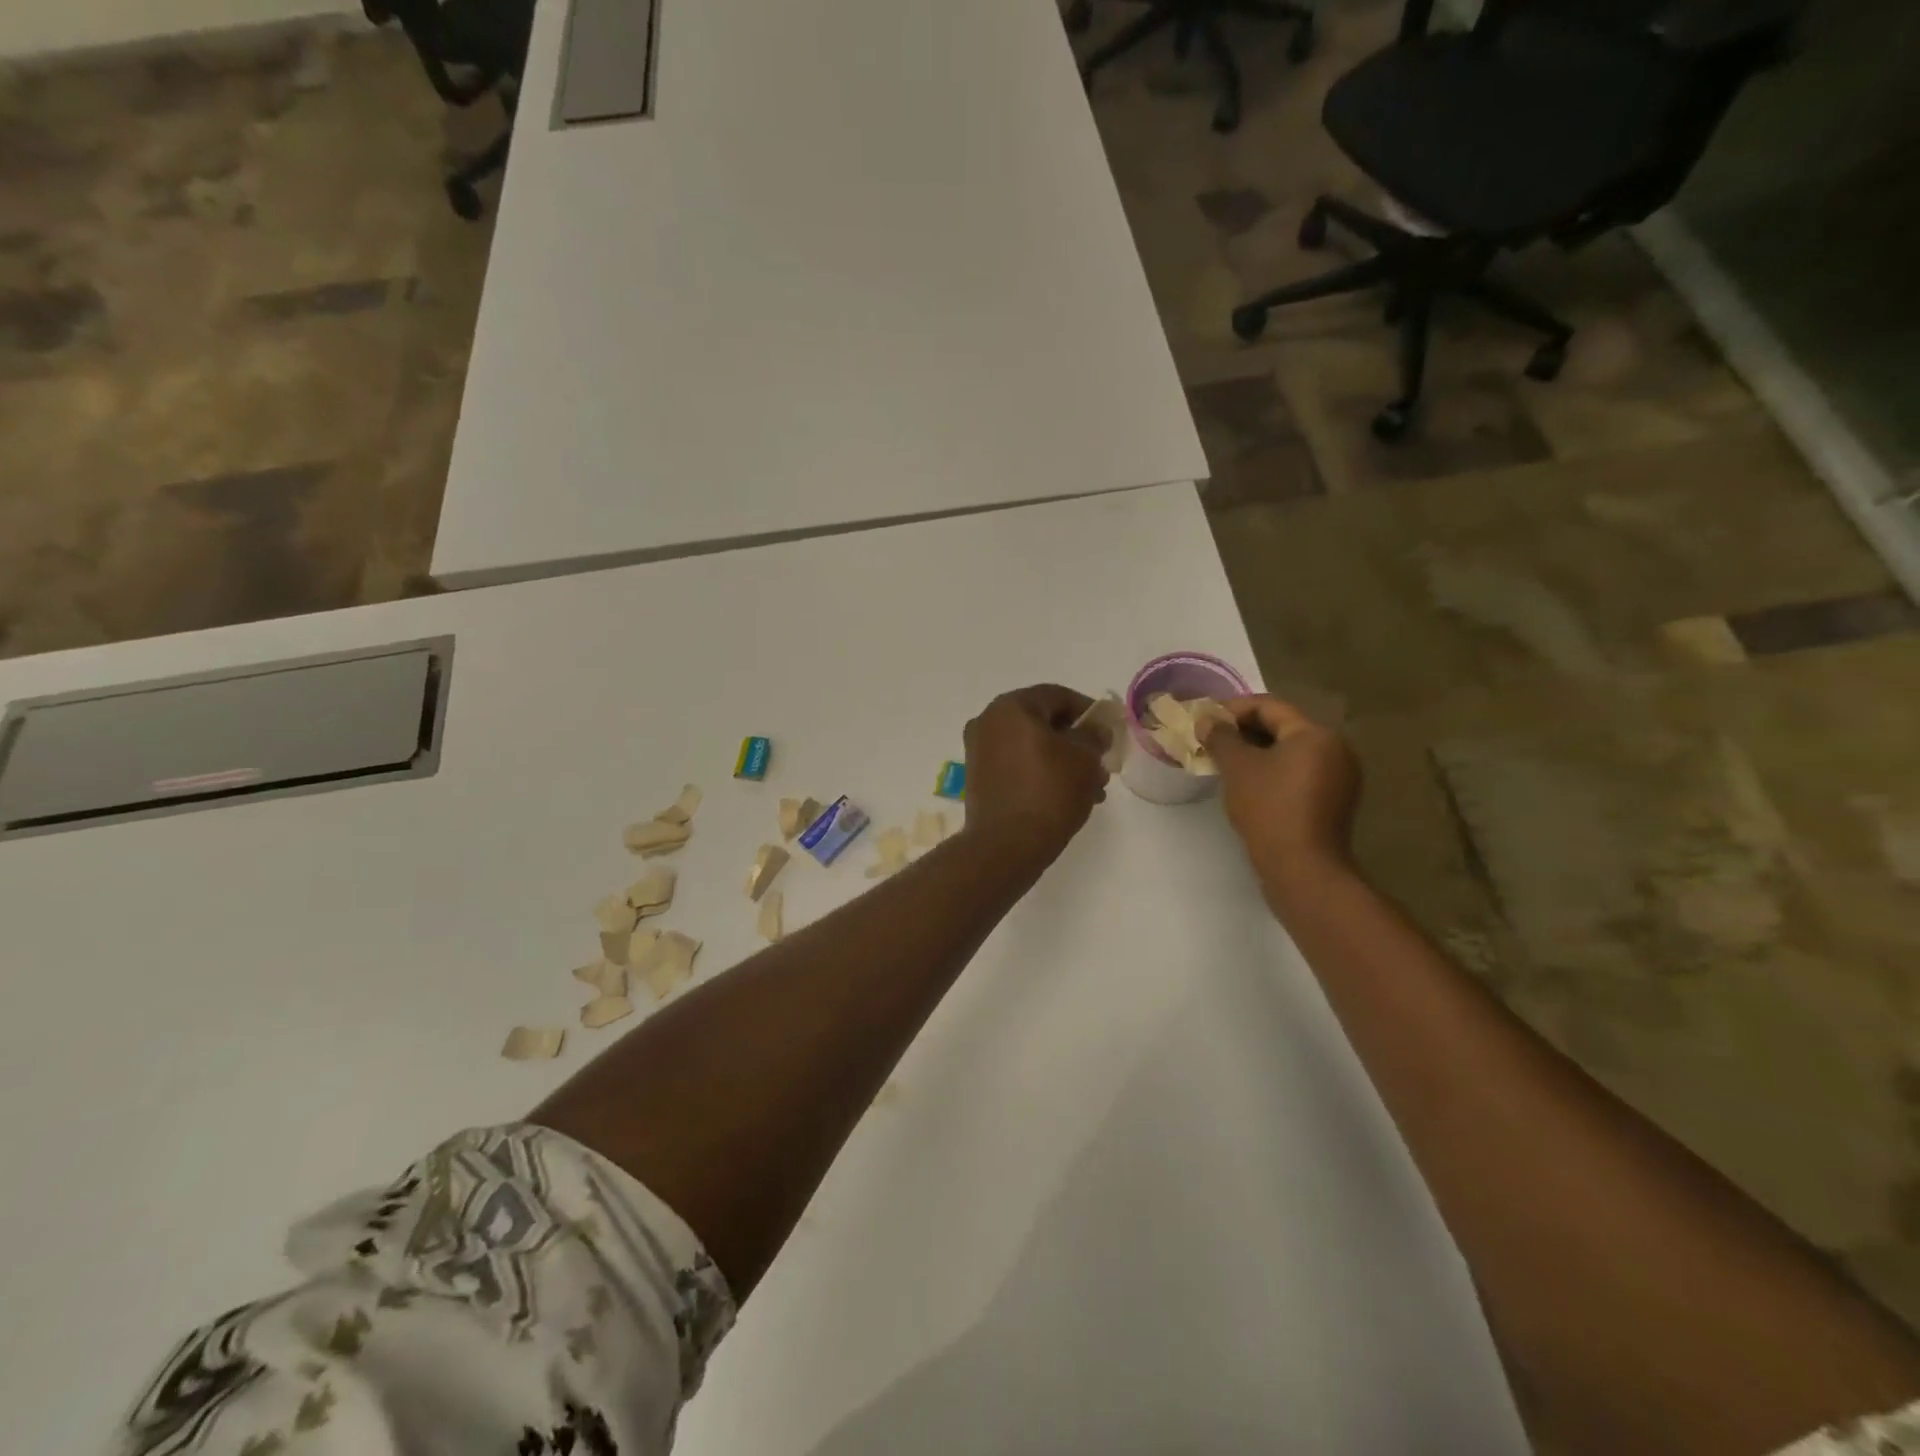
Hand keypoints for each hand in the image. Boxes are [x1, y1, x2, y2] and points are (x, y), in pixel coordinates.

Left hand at [962, 685, 1109, 860]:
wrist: (1006, 845)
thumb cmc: (1049, 792)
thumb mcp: (1084, 758)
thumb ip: (1094, 735)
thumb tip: (1095, 729)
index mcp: (1011, 707)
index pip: (1058, 696)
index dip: (1088, 711)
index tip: (1109, 730)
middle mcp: (988, 722)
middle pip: (1043, 722)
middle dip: (1076, 742)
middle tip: (1101, 763)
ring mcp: (980, 751)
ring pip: (1032, 747)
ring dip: (1063, 762)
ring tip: (1092, 789)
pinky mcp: (979, 778)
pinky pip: (1017, 766)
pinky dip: (1042, 774)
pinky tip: (1067, 797)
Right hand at [1201, 696, 1361, 878]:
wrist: (1302, 868)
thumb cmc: (1269, 808)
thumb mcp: (1237, 767)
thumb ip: (1220, 737)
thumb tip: (1206, 720)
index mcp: (1315, 734)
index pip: (1269, 706)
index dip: (1233, 709)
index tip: (1205, 720)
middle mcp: (1335, 749)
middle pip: (1282, 728)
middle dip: (1244, 731)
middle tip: (1211, 741)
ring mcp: (1339, 778)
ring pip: (1290, 752)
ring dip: (1257, 753)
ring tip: (1225, 763)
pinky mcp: (1334, 802)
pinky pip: (1298, 774)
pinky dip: (1272, 772)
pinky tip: (1248, 785)